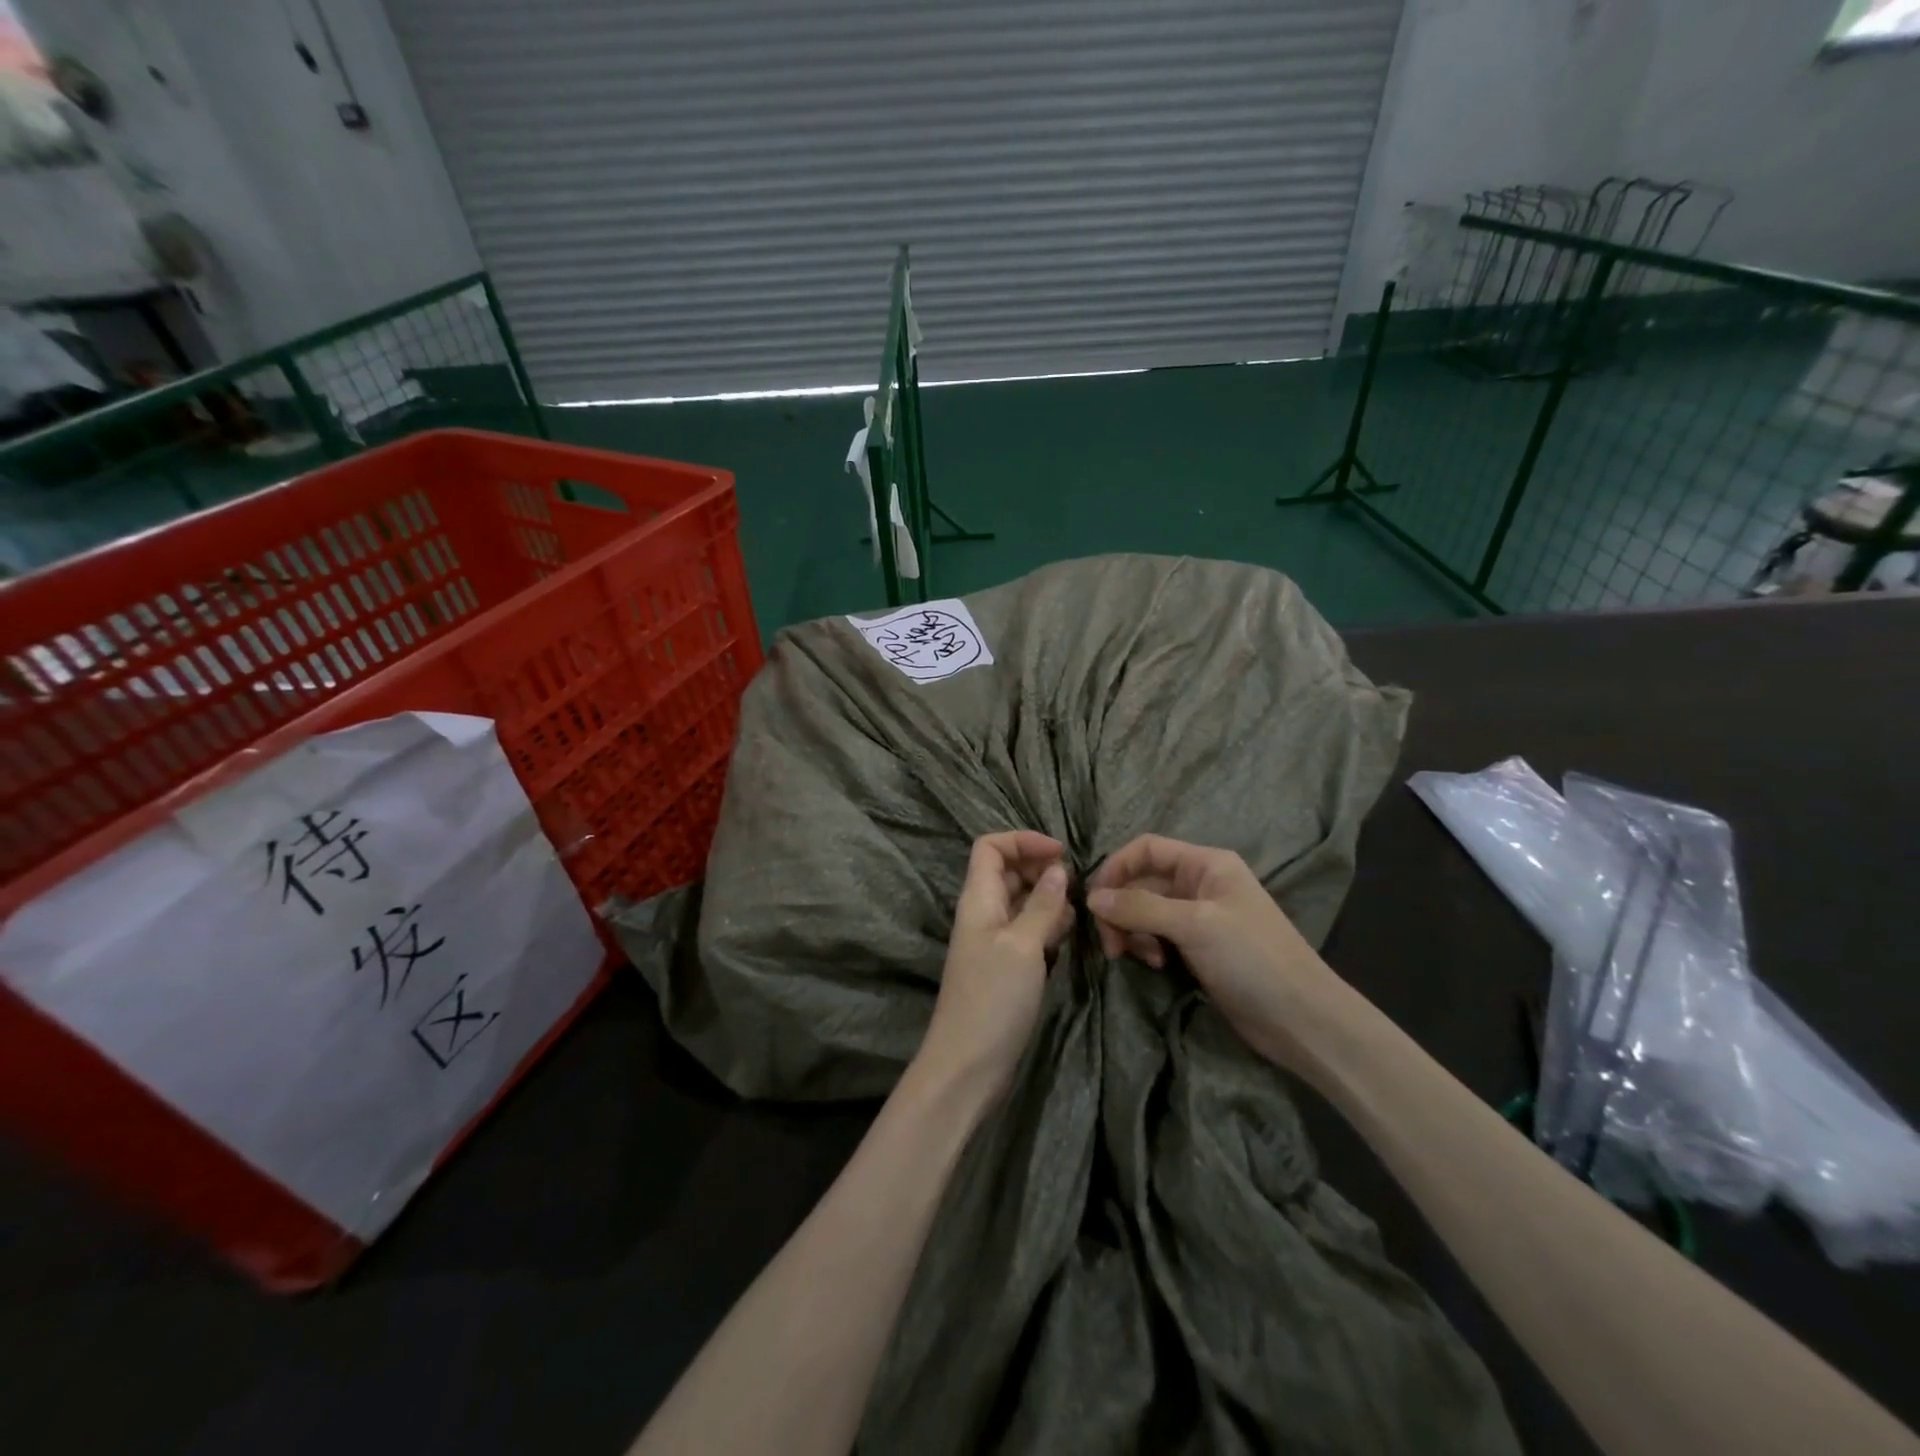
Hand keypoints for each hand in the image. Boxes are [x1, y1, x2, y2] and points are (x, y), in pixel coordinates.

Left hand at [916, 832, 1072, 1103]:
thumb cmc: (992, 999)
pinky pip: (1029, 931)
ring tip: (1079, 913)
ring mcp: (995, 940)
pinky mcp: (1007, 966)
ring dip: (1050, 900)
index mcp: (978, 899)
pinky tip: (1069, 938)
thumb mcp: (1022, 946)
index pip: (991, 846)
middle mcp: (984, 913)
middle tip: (1078, 887)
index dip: (1023, 841)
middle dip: (1043, 870)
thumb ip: (1042, 905)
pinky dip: (1049, 927)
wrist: (968, 1066)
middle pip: (1009, 871)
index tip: (1061, 854)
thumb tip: (1058, 869)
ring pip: (1024, 901)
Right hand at [1087, 835, 1347, 1071]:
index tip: (1095, 901)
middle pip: (1141, 882)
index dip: (1116, 868)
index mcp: (1206, 864)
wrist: (1301, 1019)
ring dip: (1133, 931)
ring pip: (1145, 911)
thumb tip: (1092, 898)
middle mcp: (1201, 884)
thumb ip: (1140, 907)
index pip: (1146, 848)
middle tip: (1112, 944)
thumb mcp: (1194, 925)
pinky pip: (1158, 935)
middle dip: (1121, 909)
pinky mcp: (1198, 948)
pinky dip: (1148, 946)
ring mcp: (1200, 917)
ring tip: (1140, 958)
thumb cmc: (1252, 958)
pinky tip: (1155, 965)